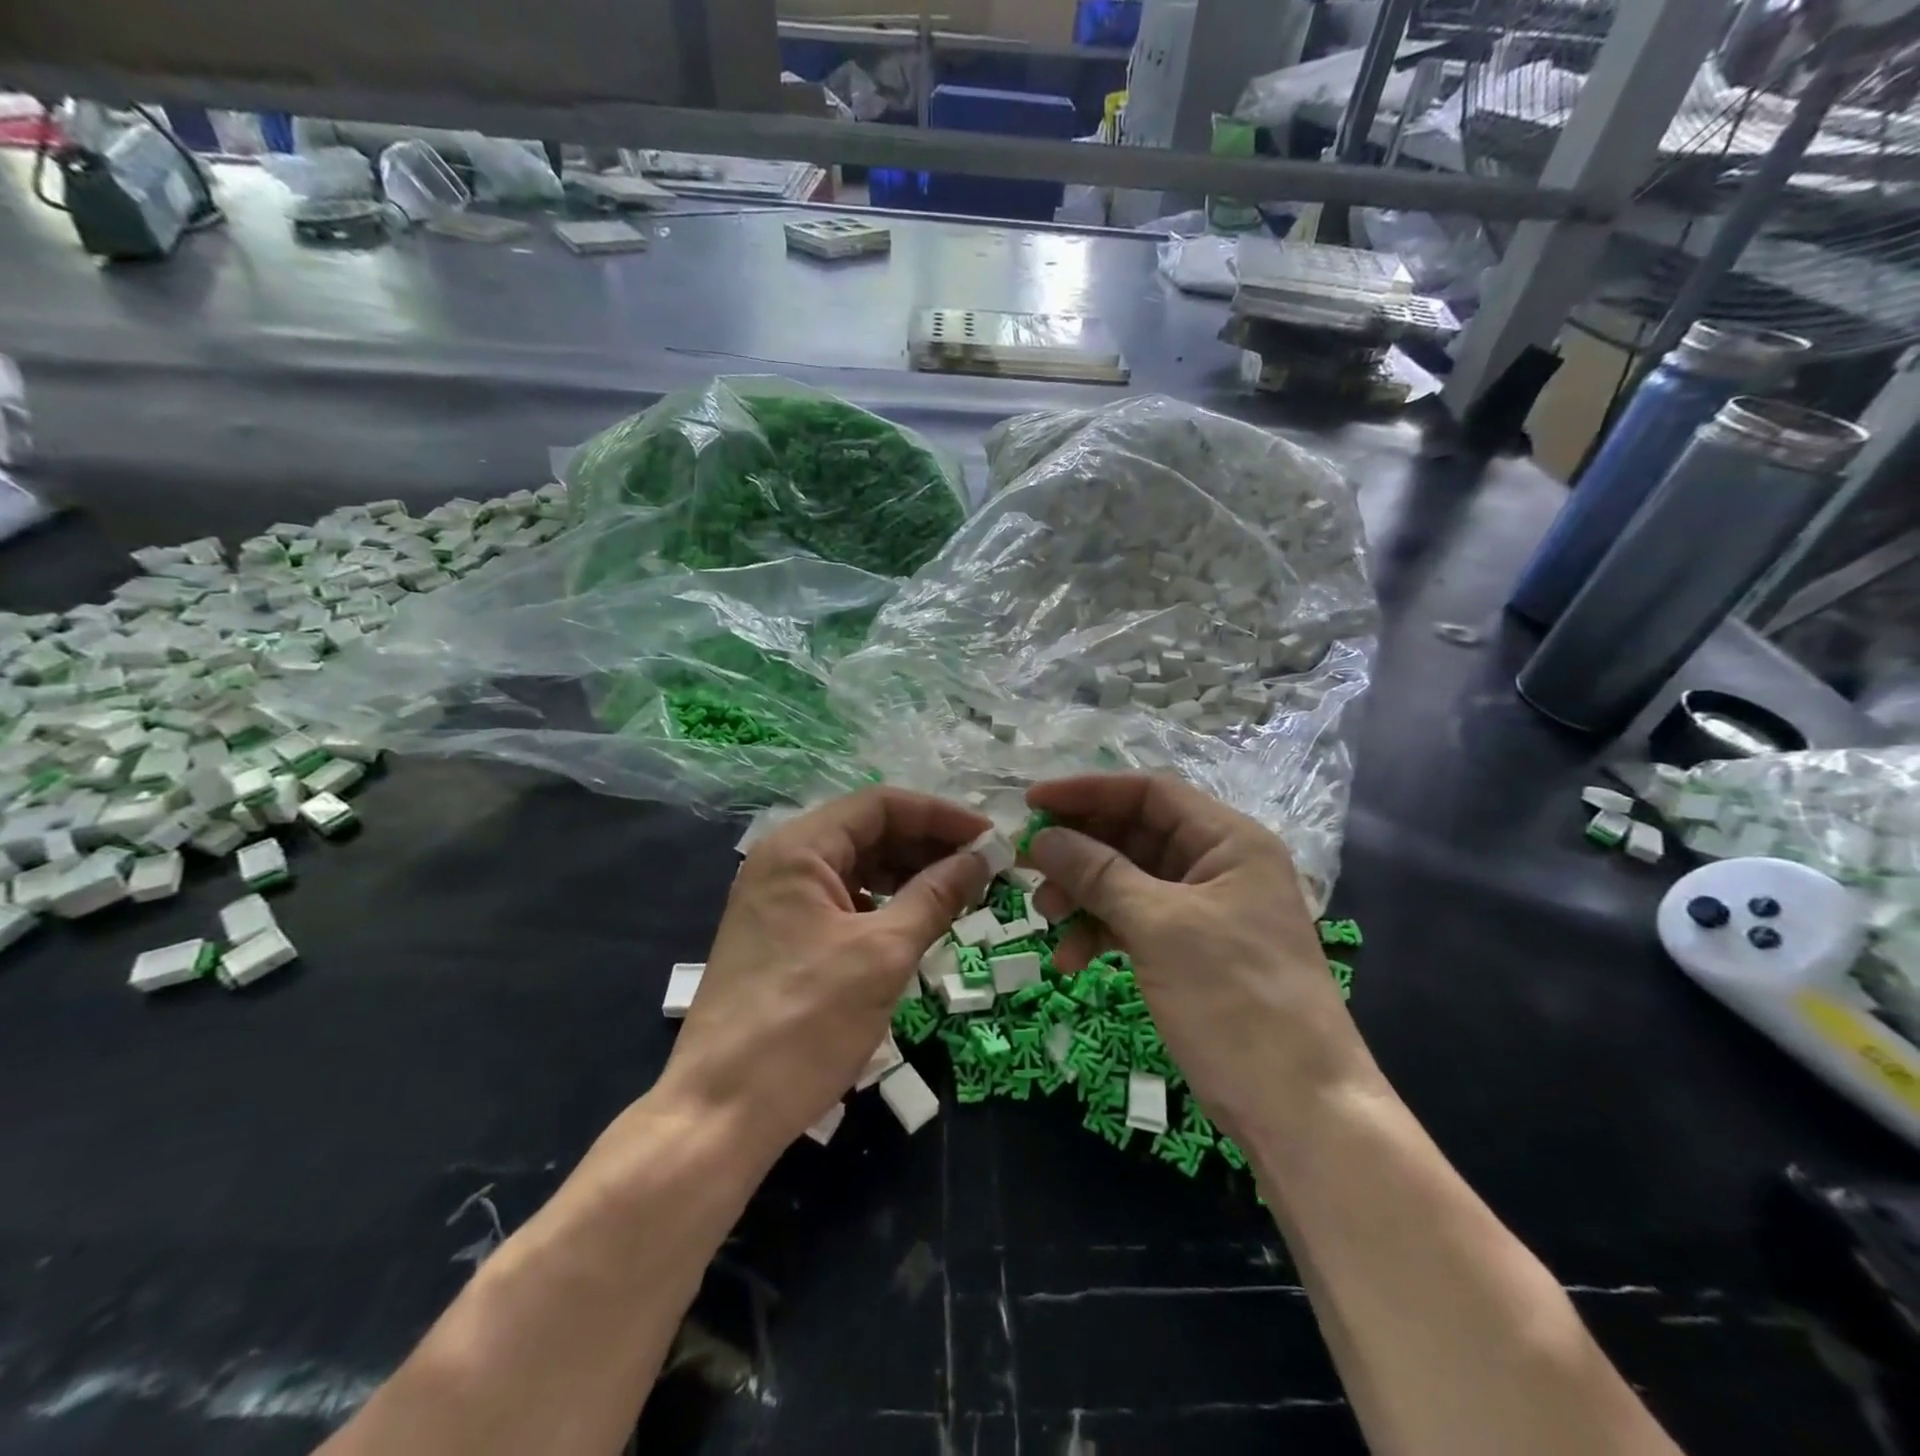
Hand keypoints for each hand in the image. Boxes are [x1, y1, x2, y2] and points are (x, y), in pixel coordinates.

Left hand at [661, 788, 991, 1159]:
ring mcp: (780, 900)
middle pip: (870, 832)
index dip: (941, 816)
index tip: (990, 838)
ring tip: (961, 894)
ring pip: (859, 867)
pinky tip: (918, 922)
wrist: (722, 1112)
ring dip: (911, 874)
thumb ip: (936, 896)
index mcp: (800, 848)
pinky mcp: (783, 936)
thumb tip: (982, 859)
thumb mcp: (884, 954)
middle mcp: (785, 862)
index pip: (882, 804)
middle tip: (984, 869)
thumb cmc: (806, 1022)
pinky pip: (845, 901)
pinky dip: (885, 904)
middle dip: (929, 845)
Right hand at [1024, 773, 1373, 1140]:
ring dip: (1083, 895)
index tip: (1032, 802)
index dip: (1088, 792)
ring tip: (1045, 917)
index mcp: (1228, 841)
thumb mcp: (1160, 927)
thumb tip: (1041, 837)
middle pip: (1134, 835)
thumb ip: (1097, 874)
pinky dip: (1099, 932)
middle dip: (1079, 850)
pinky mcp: (1189, 952)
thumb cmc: (1235, 999)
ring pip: (1127, 881)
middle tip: (1026, 865)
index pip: (1149, 793)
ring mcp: (1203, 911)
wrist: (1299, 1110)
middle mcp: (1217, 866)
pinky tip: (1070, 958)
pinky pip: (1133, 922)